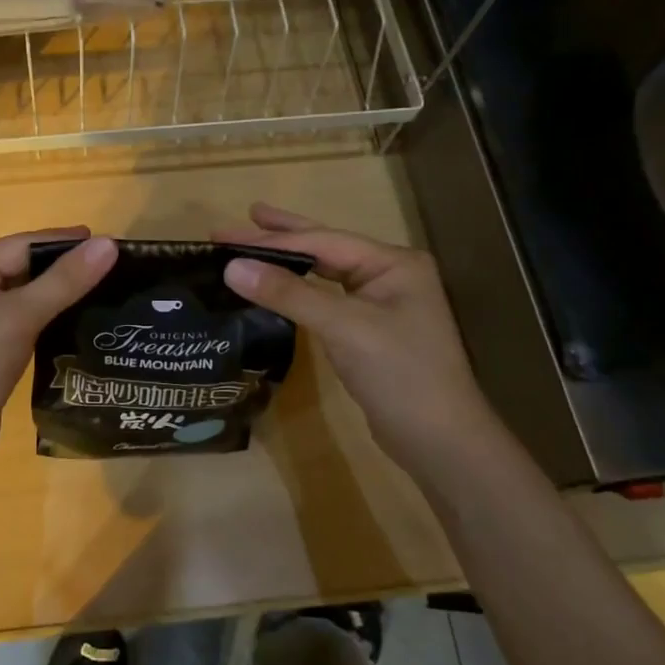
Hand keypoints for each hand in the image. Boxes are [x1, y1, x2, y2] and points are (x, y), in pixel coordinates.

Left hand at [0, 228, 117, 472]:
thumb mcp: (18, 318)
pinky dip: (48, 319)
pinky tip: (80, 322)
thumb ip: (64, 280)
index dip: (66, 243)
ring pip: (24, 296)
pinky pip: (21, 321)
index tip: (111, 243)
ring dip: (60, 296)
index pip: (20, 245)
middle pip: (22, 268)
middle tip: (115, 271)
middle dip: (65, 270)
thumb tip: (109, 244)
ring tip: (107, 293)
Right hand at [217, 203, 502, 470]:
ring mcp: (381, 304)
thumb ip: (289, 294)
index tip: (223, 235)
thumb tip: (232, 267)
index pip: (322, 241)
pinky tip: (278, 288)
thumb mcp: (344, 328)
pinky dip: (298, 291)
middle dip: (282, 235)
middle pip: (326, 248)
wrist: (441, 443)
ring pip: (325, 273)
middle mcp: (389, 275)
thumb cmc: (400, 375)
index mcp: (393, 263)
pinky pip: (326, 300)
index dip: (271, 237)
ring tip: (253, 244)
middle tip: (240, 221)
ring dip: (288, 261)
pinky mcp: (369, 332)